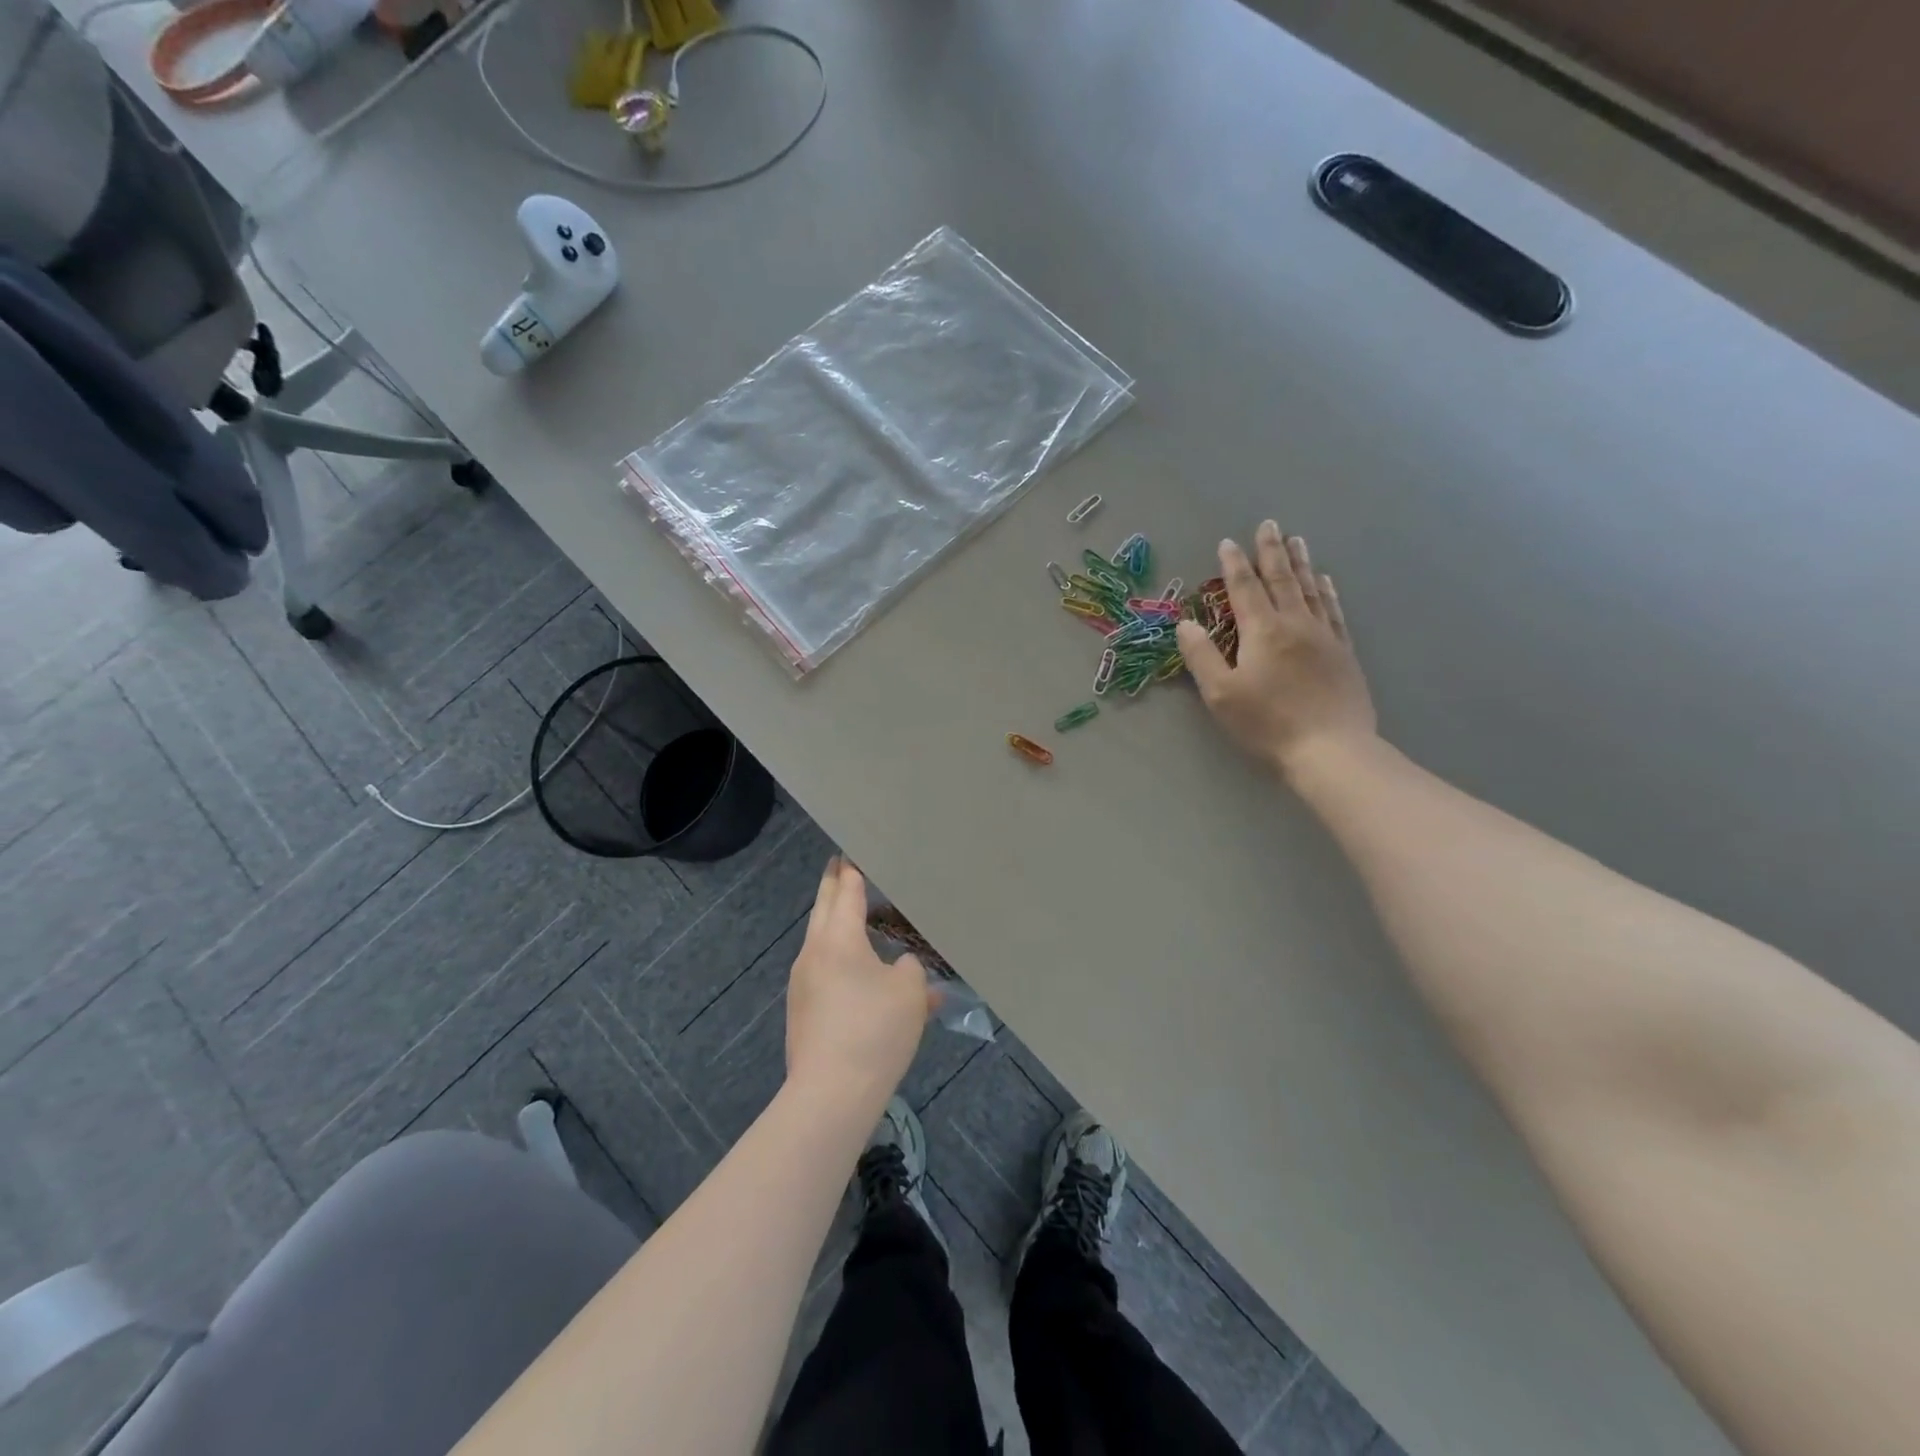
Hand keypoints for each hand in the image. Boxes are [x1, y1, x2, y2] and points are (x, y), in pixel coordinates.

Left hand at [786, 857, 933, 1111]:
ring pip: (821, 940)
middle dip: (833, 885)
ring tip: (855, 916)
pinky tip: (861, 976)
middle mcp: (814, 952)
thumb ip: (911, 969)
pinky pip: (823, 970)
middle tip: (843, 865)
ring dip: (837, 923)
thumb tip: (903, 967)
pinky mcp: (802, 1010)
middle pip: (823, 908)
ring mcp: (802, 983)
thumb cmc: (874, 1031)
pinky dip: (840, 958)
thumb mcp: (910, 993)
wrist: (830, 1095)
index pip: (845, 891)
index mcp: (839, 938)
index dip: (852, 869)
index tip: (852, 850)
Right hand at [1177, 521, 1376, 776]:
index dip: (1234, 565)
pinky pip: (1334, 611)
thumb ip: (1201, 655)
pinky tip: (1326, 581)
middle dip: (1271, 551)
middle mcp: (1296, 624)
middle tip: (1269, 524)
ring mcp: (1324, 636)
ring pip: (1311, 589)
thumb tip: (1185, 623)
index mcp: (1263, 631)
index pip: (1245, 589)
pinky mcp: (1343, 652)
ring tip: (1296, 540)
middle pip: (1282, 579)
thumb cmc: (1267, 723)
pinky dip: (1327, 591)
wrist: (1331, 749)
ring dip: (1301, 563)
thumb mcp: (1221, 694)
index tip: (1227, 543)